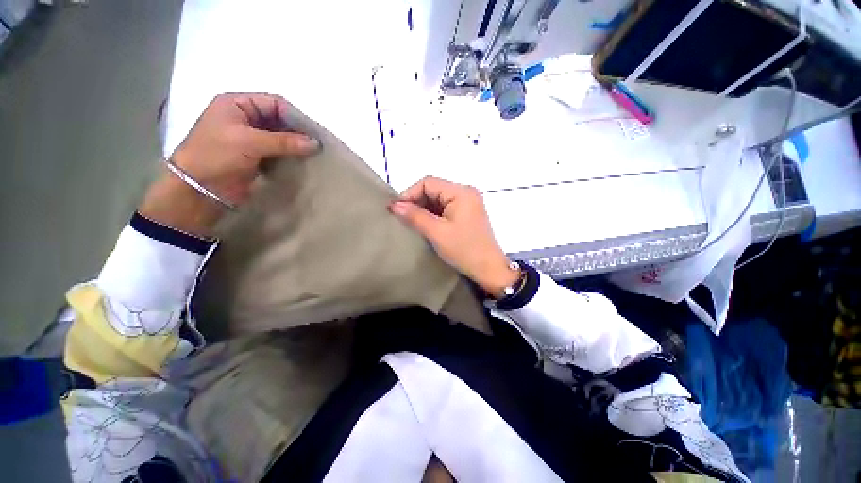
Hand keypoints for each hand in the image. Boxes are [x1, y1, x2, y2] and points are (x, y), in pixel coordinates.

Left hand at [139, 93, 319, 236]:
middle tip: (317, 146)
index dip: (295, 116)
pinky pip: (278, 152)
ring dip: (295, 146)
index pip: (274, 103)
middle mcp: (245, 118)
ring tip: (313, 155)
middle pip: (279, 120)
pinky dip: (289, 156)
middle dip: (297, 132)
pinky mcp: (256, 156)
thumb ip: (284, 141)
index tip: (314, 133)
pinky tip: (301, 162)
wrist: (199, 189)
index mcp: (237, 104)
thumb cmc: (216, 155)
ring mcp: (250, 138)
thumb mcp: (249, 142)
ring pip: (280, 137)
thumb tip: (316, 143)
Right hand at [389, 176, 519, 297]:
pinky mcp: (467, 214)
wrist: (488, 270)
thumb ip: (415, 216)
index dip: (410, 194)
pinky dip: (433, 215)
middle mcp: (465, 192)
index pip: (428, 183)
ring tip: (411, 223)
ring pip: (438, 199)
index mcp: (461, 192)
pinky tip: (424, 225)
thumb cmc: (464, 250)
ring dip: (423, 210)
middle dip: (416, 202)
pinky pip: (445, 208)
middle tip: (402, 218)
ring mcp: (468, 203)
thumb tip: (394, 205)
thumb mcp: (437, 232)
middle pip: (433, 189)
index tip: (396, 210)